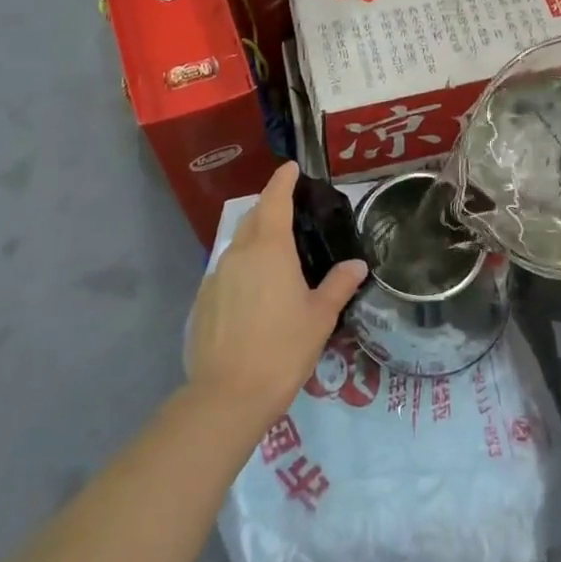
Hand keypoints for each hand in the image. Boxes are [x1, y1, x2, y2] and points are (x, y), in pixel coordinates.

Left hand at [186, 163, 367, 427]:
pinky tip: (256, 291)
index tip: (291, 167)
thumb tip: (357, 265)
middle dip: (270, 207)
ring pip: (238, 243)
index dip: (283, 180)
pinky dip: (243, 266)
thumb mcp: (320, 317)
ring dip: (256, 237)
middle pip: (253, 217)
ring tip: (277, 253)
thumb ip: (338, 285)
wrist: (228, 394)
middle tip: (292, 212)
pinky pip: (227, 269)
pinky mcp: (203, 298)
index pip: (274, 199)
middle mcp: (239, 252)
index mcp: (269, 248)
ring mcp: (216, 275)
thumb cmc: (283, 349)